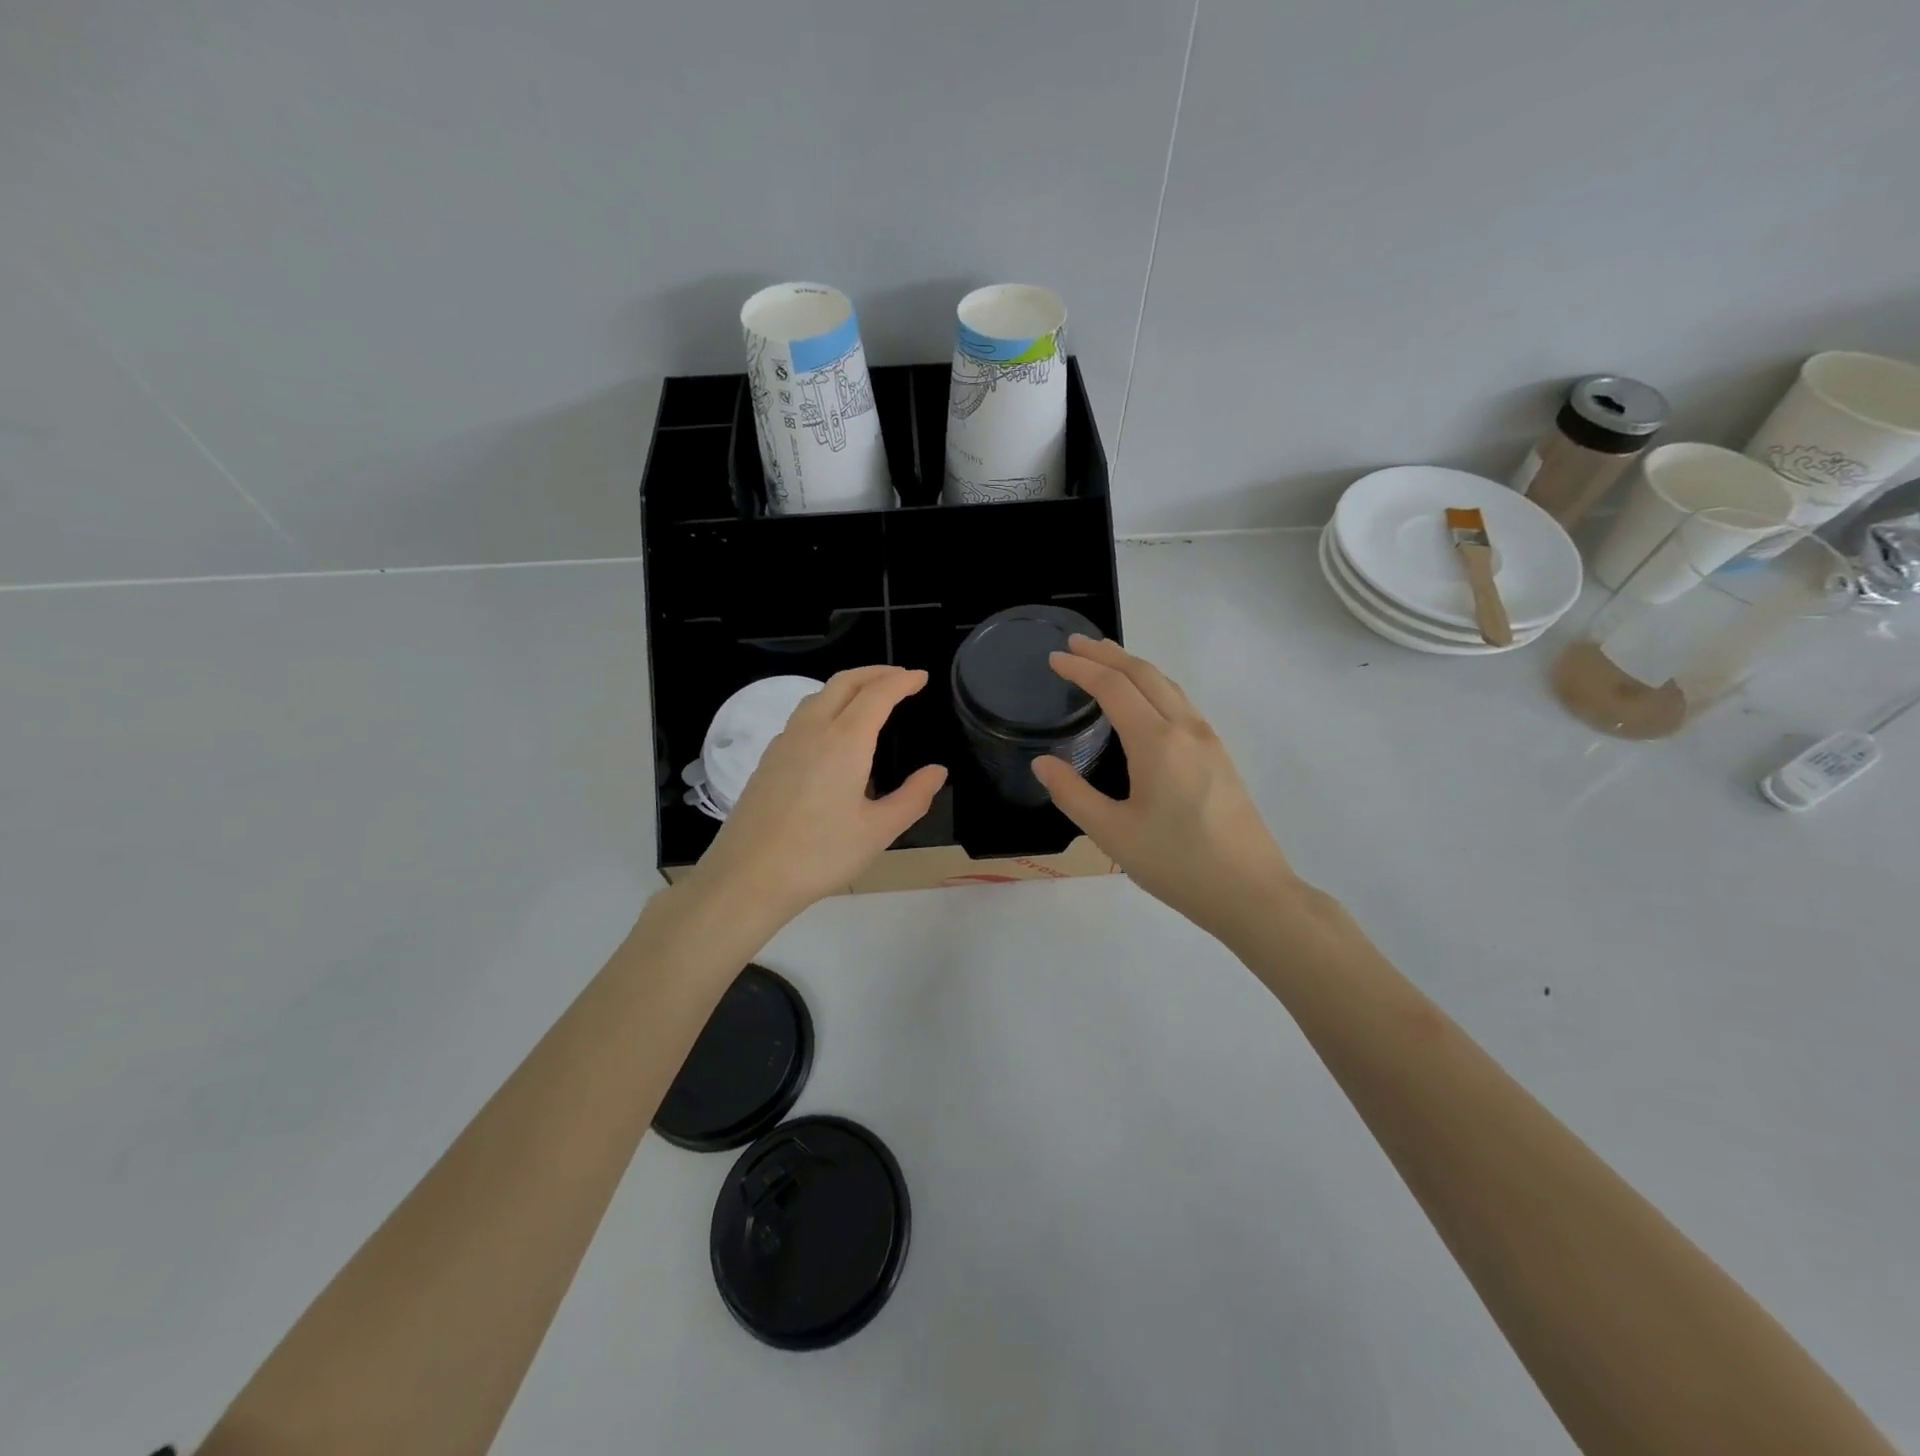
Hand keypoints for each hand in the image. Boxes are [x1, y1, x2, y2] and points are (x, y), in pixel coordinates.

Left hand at [688, 666, 946, 922]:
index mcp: (844, 741)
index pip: (877, 694)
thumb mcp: (878, 831)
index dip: (901, 681)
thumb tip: (937, 771)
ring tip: (869, 698)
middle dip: (875, 673)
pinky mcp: (768, 760)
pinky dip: (827, 707)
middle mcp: (813, 730)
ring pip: (818, 696)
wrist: (748, 877)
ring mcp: (785, 743)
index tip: (921, 677)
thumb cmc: (820, 855)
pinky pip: (802, 717)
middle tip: (900, 677)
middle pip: (844, 683)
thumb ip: (913, 797)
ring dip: (848, 687)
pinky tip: (833, 733)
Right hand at [1032, 636, 1298, 941]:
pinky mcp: (1221, 757)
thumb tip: (1042, 763)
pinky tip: (1146, 703)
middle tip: (1077, 643)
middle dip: (1108, 654)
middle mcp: (1186, 729)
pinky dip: (1155, 687)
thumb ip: (1073, 794)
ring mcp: (1209, 741)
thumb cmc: (1177, 864)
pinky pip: (1182, 704)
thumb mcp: (1113, 834)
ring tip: (1107, 661)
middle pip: (1145, 674)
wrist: (1252, 892)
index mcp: (1156, 742)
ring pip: (1169, 686)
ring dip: (1134, 667)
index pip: (1113, 688)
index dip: (1081, 668)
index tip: (1055, 657)